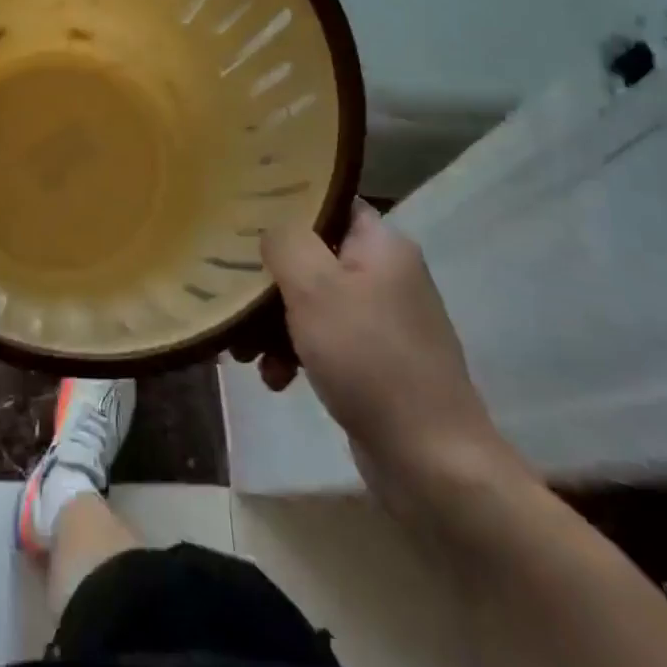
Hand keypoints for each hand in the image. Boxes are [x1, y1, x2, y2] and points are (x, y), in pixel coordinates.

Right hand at [257, 201, 520, 499]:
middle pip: (312, 255)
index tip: (242, 216)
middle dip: (268, 279)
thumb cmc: (370, 360)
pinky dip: (295, 353)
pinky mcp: (375, 362)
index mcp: (382, 246)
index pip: (328, 202)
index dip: (286, 205)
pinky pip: (323, 340)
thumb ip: (285, 242)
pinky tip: (275, 379)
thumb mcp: (315, 288)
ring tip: (245, 352)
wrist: (432, 464)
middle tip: (233, 295)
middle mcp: (386, 275)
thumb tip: (271, 227)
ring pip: (311, 301)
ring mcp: (382, 321)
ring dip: (273, 323)